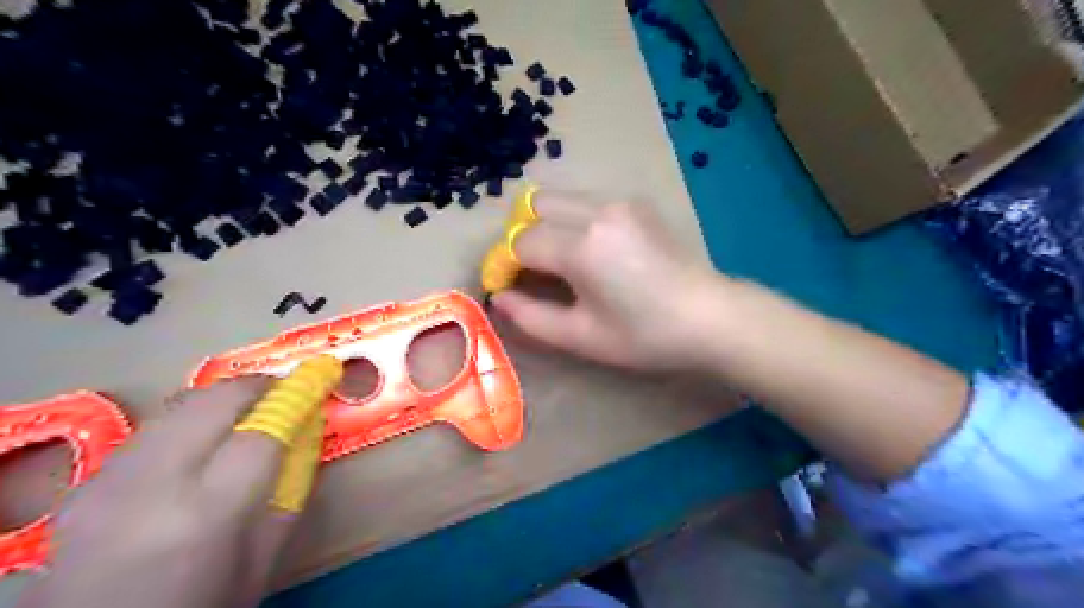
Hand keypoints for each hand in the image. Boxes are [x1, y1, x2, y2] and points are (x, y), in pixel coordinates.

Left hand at [16, 378, 302, 606]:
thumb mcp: (262, 560)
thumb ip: (290, 490)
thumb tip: (307, 431)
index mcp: (207, 514)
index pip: (261, 432)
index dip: (295, 399)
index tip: (319, 380)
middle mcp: (154, 485)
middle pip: (213, 403)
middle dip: (257, 385)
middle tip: (284, 391)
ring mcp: (110, 480)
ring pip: (179, 405)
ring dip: (223, 398)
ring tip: (248, 410)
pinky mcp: (88, 481)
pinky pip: (153, 428)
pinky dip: (189, 420)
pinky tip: (202, 440)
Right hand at [493, 193, 717, 373]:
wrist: (710, 316)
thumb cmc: (646, 335)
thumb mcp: (582, 337)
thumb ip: (532, 317)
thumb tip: (499, 298)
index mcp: (582, 247)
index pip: (520, 242)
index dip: (504, 264)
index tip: (506, 287)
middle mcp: (597, 211)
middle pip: (533, 206)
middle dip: (521, 236)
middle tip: (531, 271)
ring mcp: (619, 201)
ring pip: (559, 199)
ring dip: (546, 225)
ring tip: (558, 262)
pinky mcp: (636, 202)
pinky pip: (586, 201)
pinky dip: (572, 220)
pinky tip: (590, 251)